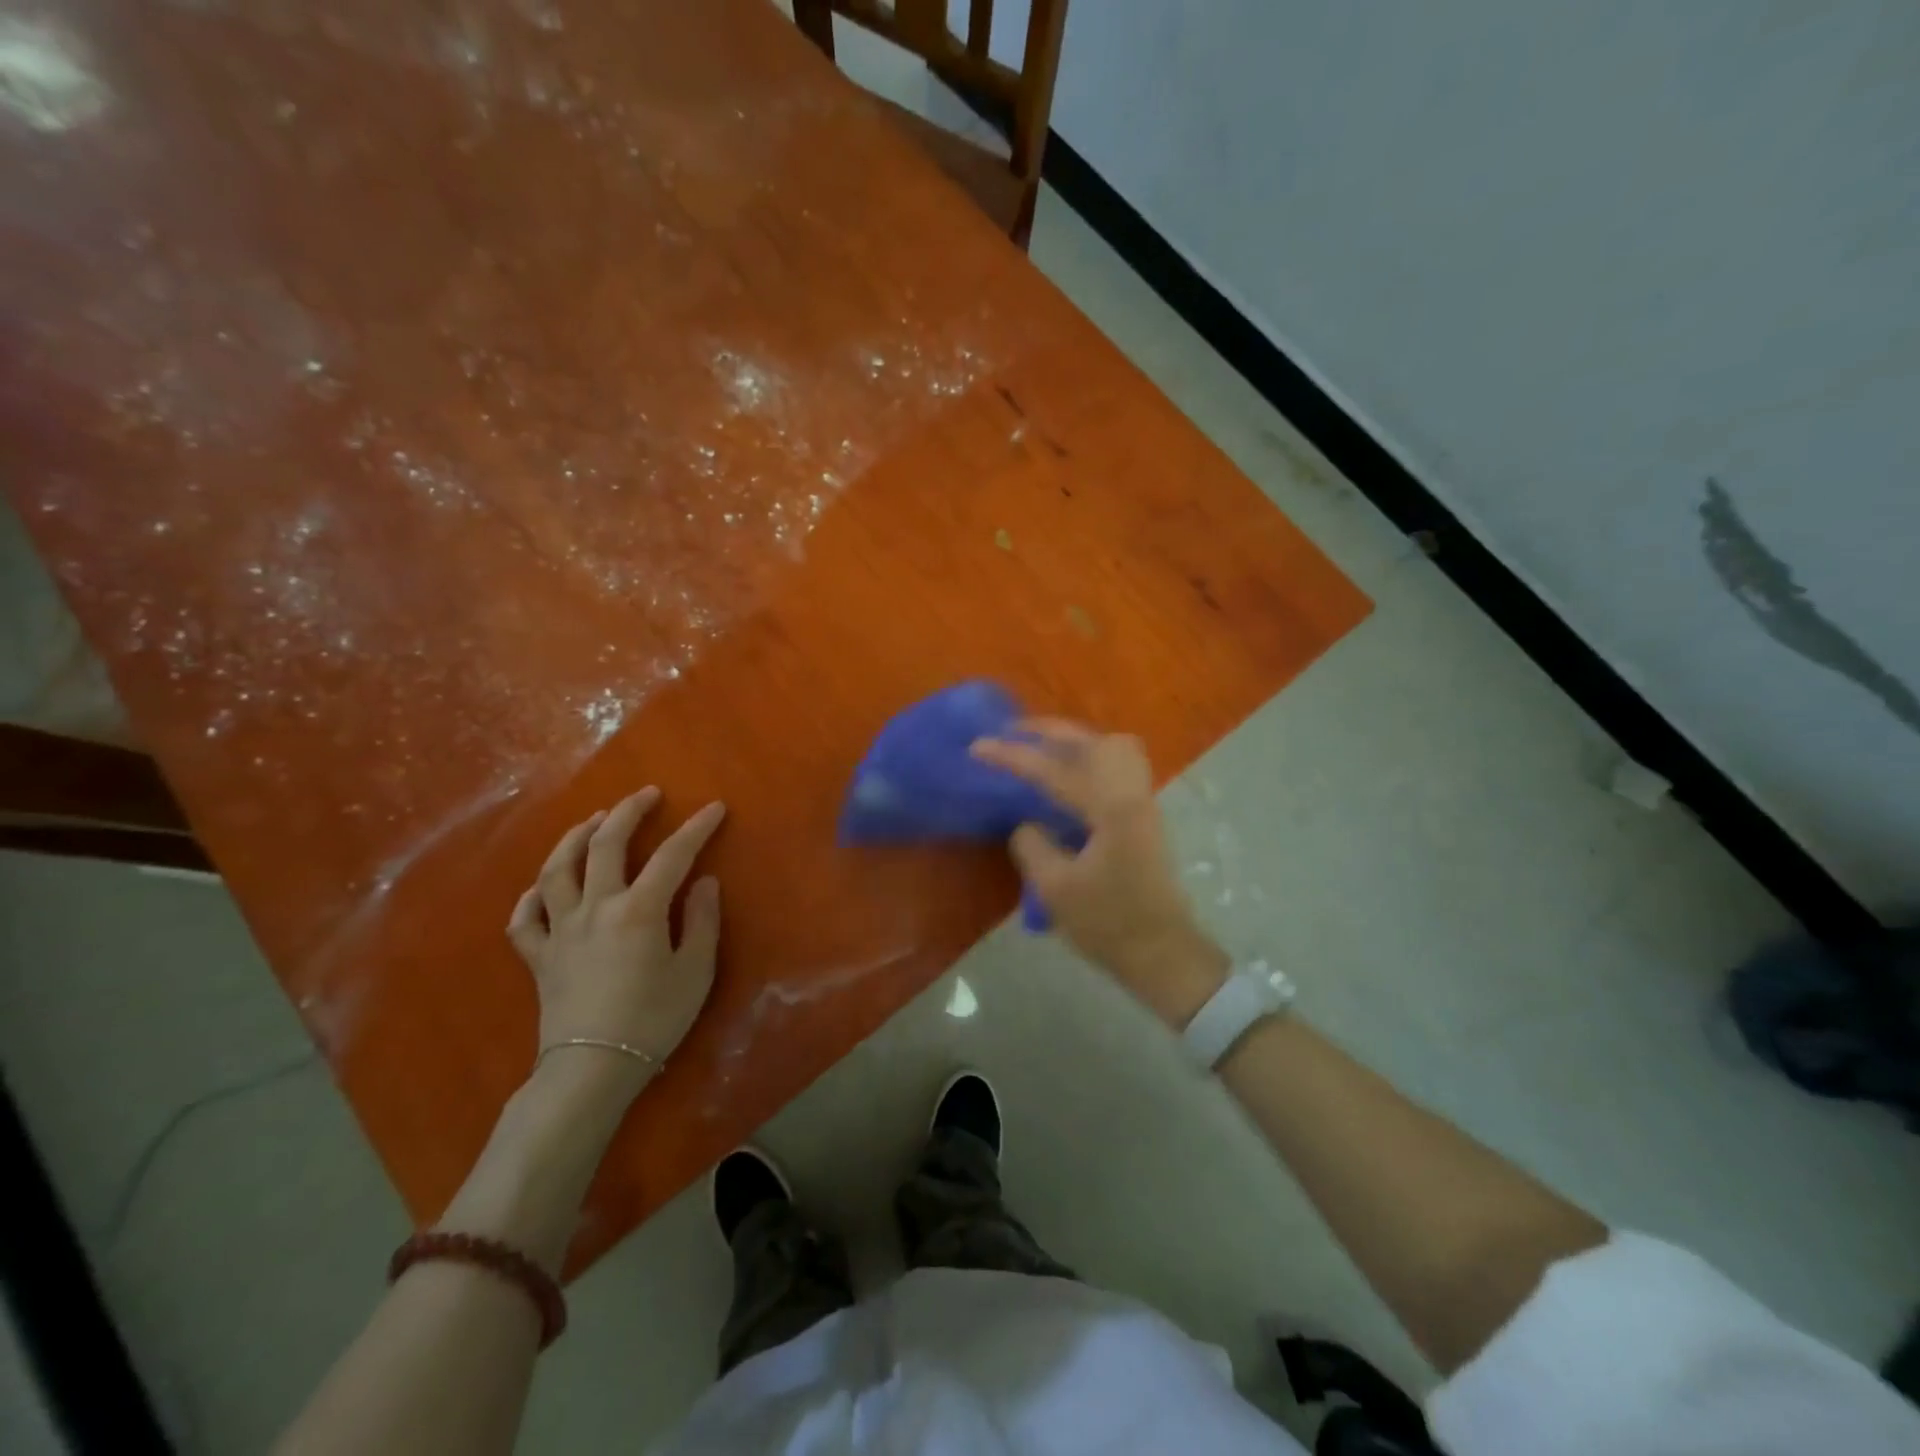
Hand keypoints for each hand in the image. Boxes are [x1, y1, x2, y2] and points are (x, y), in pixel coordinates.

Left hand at [507, 788, 726, 1087]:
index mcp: (639, 910)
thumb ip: (701, 921)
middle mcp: (596, 907)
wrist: (592, 1068)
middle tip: (646, 794)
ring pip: (558, 869)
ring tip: (593, 821)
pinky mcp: (538, 955)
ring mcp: (560, 929)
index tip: (714, 808)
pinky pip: (524, 918)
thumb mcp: (695, 972)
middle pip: (606, 844)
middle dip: (629, 812)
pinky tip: (543, 887)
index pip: (672, 855)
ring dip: (576, 837)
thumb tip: (704, 882)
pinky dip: (532, 897)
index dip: (696, 828)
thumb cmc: (653, 1020)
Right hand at [972, 722, 1227, 1025]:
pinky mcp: (1143, 816)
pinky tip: (1066, 776)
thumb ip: (1032, 844)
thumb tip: (1025, 823)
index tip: (977, 746)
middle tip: (1013, 733)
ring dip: (1074, 740)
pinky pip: (1116, 766)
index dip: (1011, 755)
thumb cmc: (1108, 924)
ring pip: (1112, 747)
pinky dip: (1088, 757)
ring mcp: (1142, 802)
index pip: (1053, 769)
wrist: (1162, 952)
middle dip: (1049, 730)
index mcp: (1110, 809)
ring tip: (1040, 748)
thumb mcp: (1056, 889)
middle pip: (1092, 740)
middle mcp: (1131, 794)